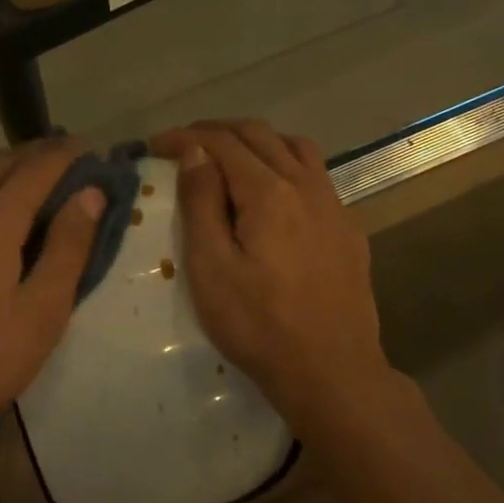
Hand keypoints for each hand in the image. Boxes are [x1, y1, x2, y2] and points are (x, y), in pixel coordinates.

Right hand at [151, 121, 390, 420]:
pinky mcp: (348, 229)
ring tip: (228, 159)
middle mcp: (306, 185)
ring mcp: (334, 206)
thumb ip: (202, 203)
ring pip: (295, 148)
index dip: (185, 136)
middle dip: (217, 131)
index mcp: (269, 192)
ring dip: (256, 142)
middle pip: (259, 135)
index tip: (155, 145)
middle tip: (184, 146)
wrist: (331, 371)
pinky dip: (285, 165)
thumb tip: (195, 152)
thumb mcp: (211, 268)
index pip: (222, 143)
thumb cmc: (258, 325)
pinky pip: (316, 176)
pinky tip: (273, 195)